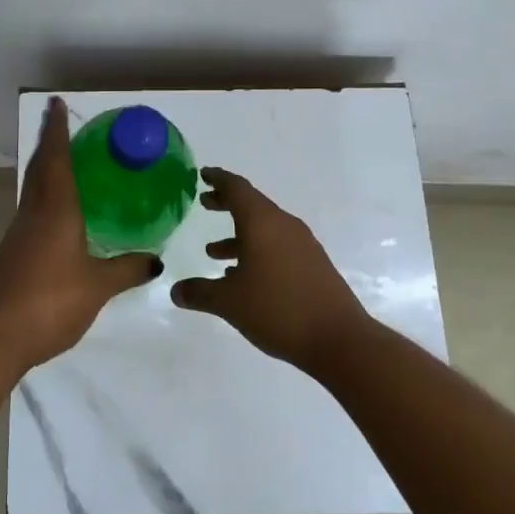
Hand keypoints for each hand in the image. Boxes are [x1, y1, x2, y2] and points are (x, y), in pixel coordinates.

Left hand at [0, 97, 163, 369]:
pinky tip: (61, 212)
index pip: (57, 160)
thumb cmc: (51, 301)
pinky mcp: (13, 252)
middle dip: (50, 143)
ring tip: (68, 162)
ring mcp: (20, 233)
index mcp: (56, 210)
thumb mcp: (98, 286)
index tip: (56, 104)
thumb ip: (127, 269)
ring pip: (34, 189)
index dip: (57, 131)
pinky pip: (33, 210)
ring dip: (47, 168)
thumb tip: (156, 259)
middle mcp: (34, 213)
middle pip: (41, 168)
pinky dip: (46, 197)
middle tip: (63, 125)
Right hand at [171, 167, 373, 371]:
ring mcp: (302, 245)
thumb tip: (175, 291)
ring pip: (265, 228)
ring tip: (213, 251)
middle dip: (226, 203)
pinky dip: (256, 250)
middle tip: (204, 203)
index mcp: (262, 223)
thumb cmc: (278, 310)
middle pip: (252, 205)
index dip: (218, 179)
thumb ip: (199, 293)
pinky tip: (243, 276)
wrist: (339, 339)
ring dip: (239, 234)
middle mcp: (284, 226)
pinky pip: (278, 246)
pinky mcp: (313, 264)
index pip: (237, 188)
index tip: (202, 174)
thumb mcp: (229, 302)